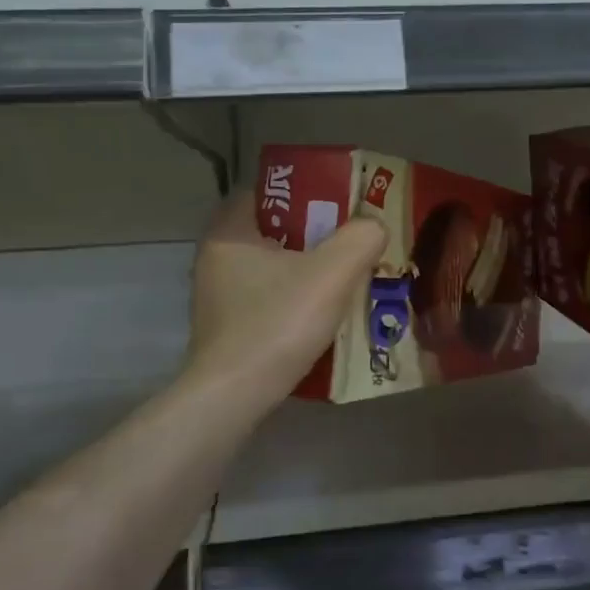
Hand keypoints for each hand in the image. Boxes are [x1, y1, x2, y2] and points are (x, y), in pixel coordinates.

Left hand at [187, 192, 387, 400]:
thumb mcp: (331, 274)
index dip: (302, 193)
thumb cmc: (277, 324)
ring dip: (305, 270)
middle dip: (312, 234)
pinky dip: (293, 300)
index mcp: (229, 233)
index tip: (336, 205)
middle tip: (350, 241)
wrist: (234, 397)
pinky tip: (322, 314)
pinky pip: (266, 299)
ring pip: (271, 269)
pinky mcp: (226, 329)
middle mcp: (215, 259)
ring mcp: (217, 297)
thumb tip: (374, 227)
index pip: (264, 193)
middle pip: (271, 232)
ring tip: (345, 277)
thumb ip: (360, 239)